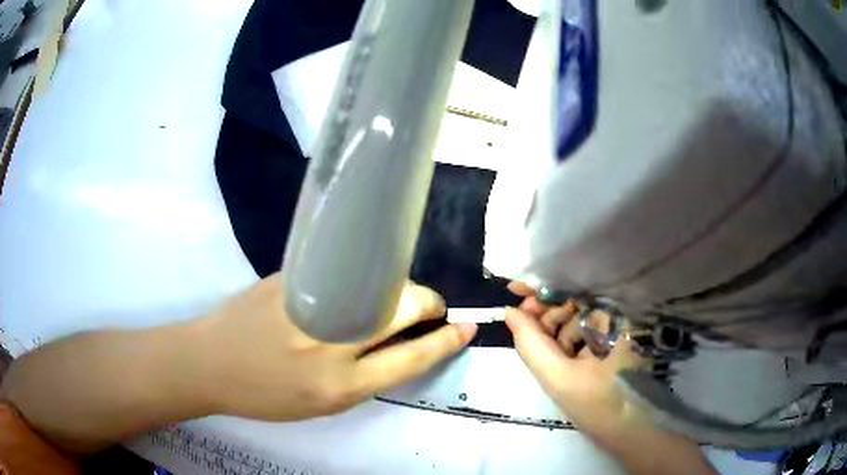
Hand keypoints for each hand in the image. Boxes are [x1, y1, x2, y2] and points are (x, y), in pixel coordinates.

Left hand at [194, 274, 477, 420]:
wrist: (210, 362)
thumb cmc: (265, 393)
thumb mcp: (321, 402)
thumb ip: (362, 375)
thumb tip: (395, 343)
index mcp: (341, 385)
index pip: (411, 359)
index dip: (445, 341)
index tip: (467, 327)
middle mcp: (332, 343)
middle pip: (403, 308)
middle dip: (430, 303)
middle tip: (432, 305)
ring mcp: (312, 303)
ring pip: (379, 284)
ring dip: (399, 288)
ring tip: (396, 296)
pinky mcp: (292, 277)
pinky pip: (345, 271)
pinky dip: (364, 276)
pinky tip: (362, 280)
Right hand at [504, 283, 648, 435]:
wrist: (629, 430)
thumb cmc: (599, 404)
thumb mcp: (559, 377)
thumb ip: (530, 344)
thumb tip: (510, 312)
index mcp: (612, 314)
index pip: (572, 287)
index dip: (542, 286)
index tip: (513, 289)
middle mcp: (616, 314)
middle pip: (572, 301)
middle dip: (545, 314)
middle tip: (523, 326)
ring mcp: (615, 329)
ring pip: (575, 319)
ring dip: (556, 333)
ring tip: (553, 358)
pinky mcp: (611, 343)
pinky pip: (582, 333)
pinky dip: (567, 343)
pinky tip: (564, 360)